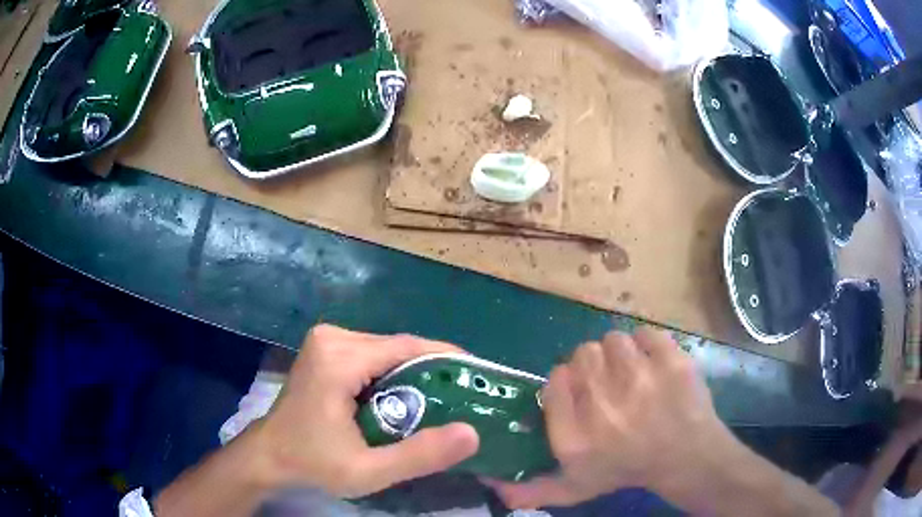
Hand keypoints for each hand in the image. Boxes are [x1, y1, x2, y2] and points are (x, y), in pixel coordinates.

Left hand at [253, 324, 479, 497]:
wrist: (268, 457)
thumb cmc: (312, 464)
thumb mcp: (368, 471)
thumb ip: (420, 455)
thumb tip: (472, 433)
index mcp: (339, 357)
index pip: (407, 346)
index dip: (447, 359)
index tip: (478, 377)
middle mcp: (333, 337)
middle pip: (398, 347)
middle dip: (431, 371)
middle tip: (462, 398)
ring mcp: (326, 340)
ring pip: (387, 351)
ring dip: (413, 374)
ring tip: (440, 402)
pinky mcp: (325, 349)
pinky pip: (372, 356)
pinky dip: (393, 375)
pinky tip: (404, 400)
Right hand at [486, 327, 734, 508]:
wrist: (687, 457)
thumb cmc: (626, 471)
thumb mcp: (575, 488)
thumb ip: (530, 490)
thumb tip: (488, 482)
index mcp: (575, 438)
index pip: (554, 381)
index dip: (566, 382)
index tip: (580, 393)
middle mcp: (601, 407)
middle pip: (582, 354)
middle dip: (593, 368)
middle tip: (609, 386)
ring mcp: (640, 380)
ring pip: (613, 340)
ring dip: (620, 355)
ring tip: (632, 377)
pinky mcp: (671, 361)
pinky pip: (645, 334)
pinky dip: (648, 346)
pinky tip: (653, 367)